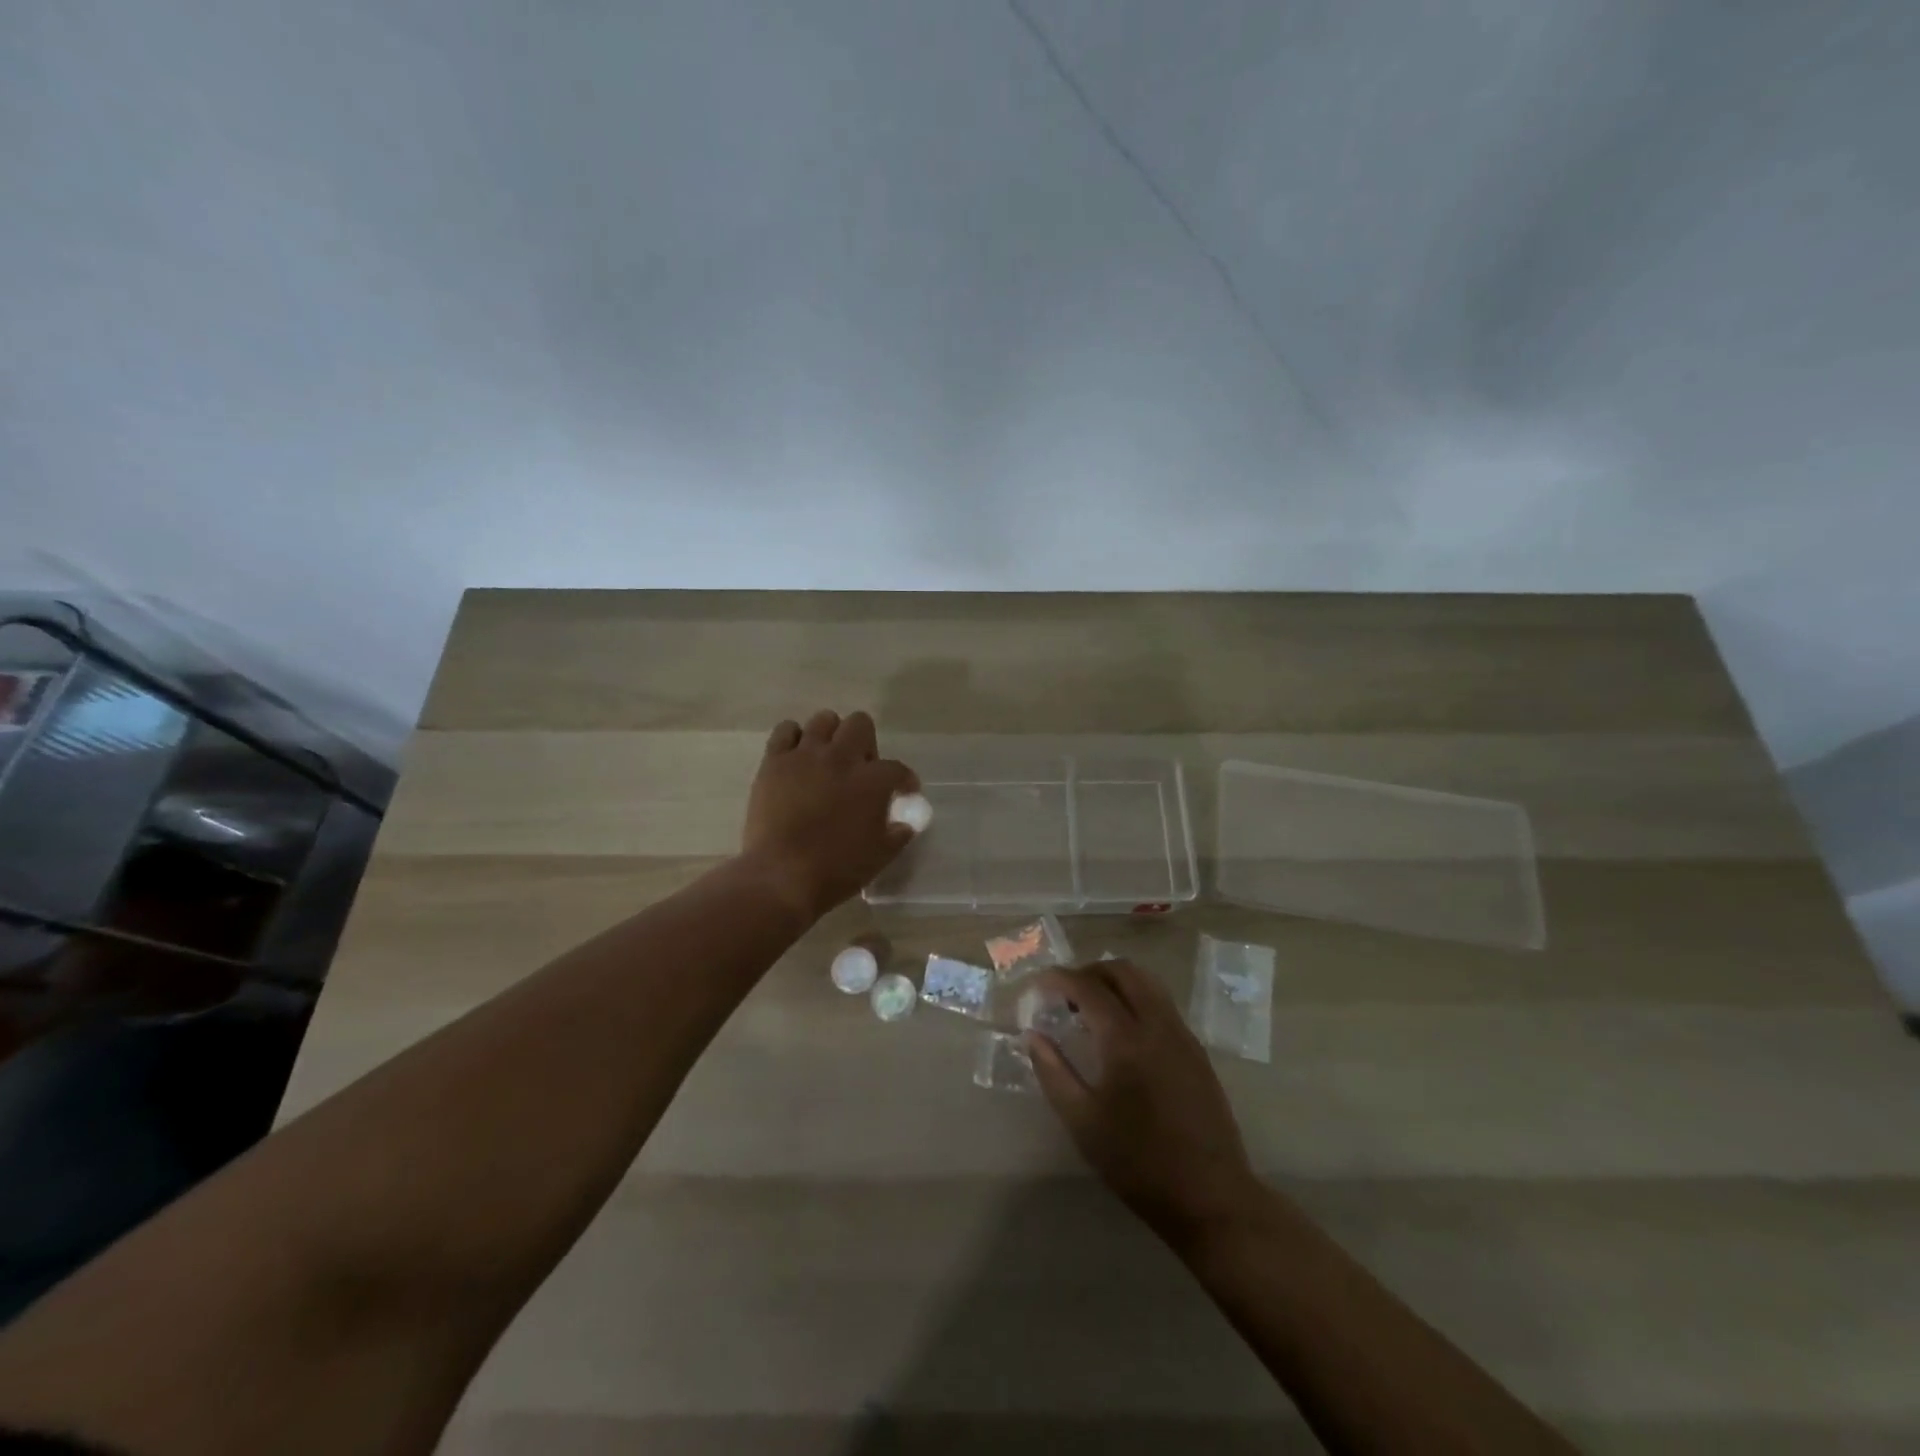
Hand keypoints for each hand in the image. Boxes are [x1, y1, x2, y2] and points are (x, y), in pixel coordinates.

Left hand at [742, 710, 918, 920]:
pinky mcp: (775, 761)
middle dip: (866, 743)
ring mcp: (805, 755)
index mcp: (872, 781)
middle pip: (861, 724)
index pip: (897, 769)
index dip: (904, 780)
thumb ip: (899, 832)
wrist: (782, 876)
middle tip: (860, 769)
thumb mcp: (881, 855)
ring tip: (827, 758)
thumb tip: (907, 821)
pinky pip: (785, 730)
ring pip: (824, 720)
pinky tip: (796, 757)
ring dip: (831, 735)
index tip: (903, 792)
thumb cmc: (837, 870)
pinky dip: (794, 738)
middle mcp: (841, 757)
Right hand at [1028, 959, 1259, 1247]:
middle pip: (1123, 971)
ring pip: (1147, 983)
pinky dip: (1136, 998)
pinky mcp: (1197, 1051)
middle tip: (1064, 993)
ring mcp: (1182, 1035)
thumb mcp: (1083, 1122)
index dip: (1059, 979)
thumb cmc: (1139, 1163)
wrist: (1211, 1197)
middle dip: (1089, 971)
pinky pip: (1162, 1004)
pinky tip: (1122, 1032)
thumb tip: (1033, 1035)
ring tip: (1090, 1008)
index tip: (1037, 985)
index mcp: (1126, 1040)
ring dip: (1115, 982)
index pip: (1088, 987)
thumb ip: (1054, 1072)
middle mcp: (1158, 1025)